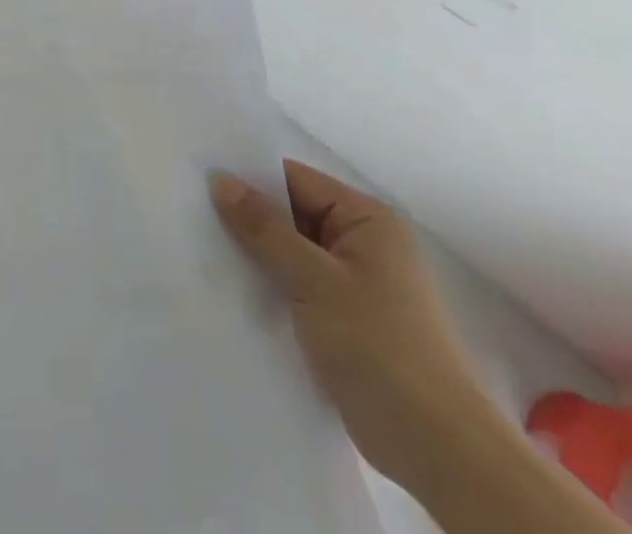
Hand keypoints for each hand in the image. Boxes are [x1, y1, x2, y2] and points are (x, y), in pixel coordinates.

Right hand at [211, 160, 494, 490]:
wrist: (440, 453)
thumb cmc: (381, 349)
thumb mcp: (315, 280)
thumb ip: (265, 228)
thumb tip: (219, 179)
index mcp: (367, 220)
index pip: (295, 180)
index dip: (249, 179)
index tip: (198, 179)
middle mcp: (363, 244)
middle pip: (291, 214)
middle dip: (248, 218)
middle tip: (190, 213)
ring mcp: (355, 284)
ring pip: (290, 253)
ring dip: (255, 255)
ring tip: (200, 247)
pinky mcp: (345, 321)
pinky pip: (296, 286)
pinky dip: (269, 285)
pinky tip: (229, 287)